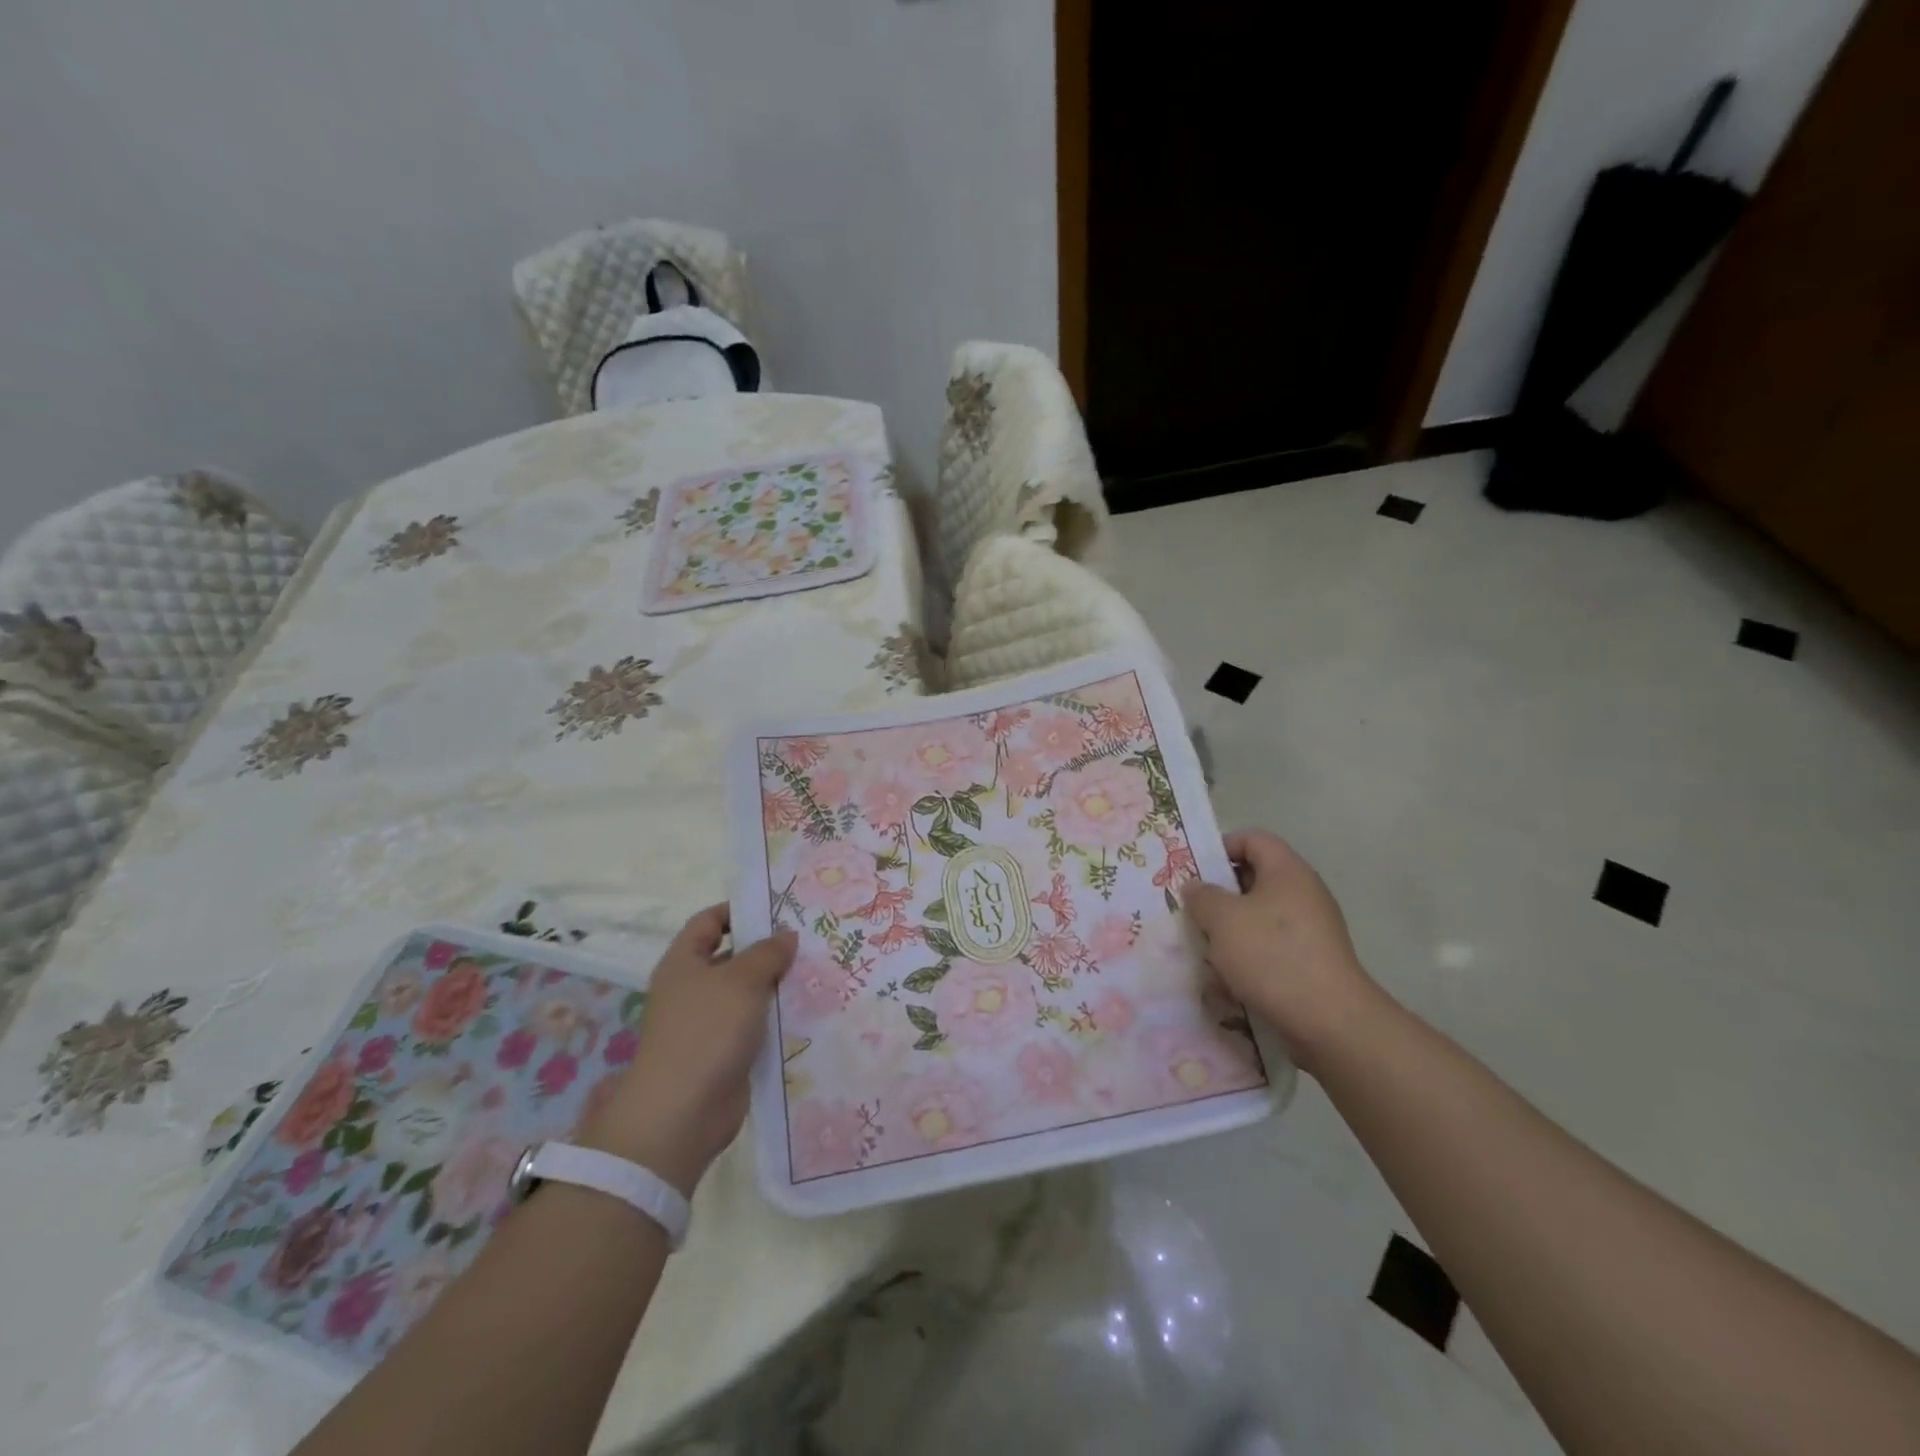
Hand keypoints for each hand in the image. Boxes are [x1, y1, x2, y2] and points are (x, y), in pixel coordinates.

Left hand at [576, 904, 794, 1195]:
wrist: (682, 1113)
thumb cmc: (707, 1031)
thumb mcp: (742, 980)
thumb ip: (768, 952)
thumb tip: (786, 935)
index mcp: (684, 962)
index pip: (710, 921)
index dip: (740, 910)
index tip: (778, 909)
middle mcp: (692, 988)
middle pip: (732, 957)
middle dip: (767, 949)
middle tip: (809, 939)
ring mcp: (708, 1023)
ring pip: (747, 993)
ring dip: (777, 985)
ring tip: (818, 971)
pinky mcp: (724, 1052)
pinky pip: (754, 1025)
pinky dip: (776, 1018)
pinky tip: (808, 1011)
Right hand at [1182, 830, 1381, 1073]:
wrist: (1330, 1021)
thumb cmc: (1271, 956)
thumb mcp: (1222, 919)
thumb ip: (1202, 896)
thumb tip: (1196, 887)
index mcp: (1287, 871)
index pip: (1253, 839)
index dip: (1221, 848)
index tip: (1194, 872)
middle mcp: (1304, 893)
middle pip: (1254, 879)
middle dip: (1220, 896)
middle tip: (1192, 912)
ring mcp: (1312, 929)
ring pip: (1259, 917)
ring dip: (1230, 931)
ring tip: (1205, 950)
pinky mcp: (1312, 961)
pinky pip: (1272, 947)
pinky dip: (1249, 957)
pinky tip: (1229, 980)